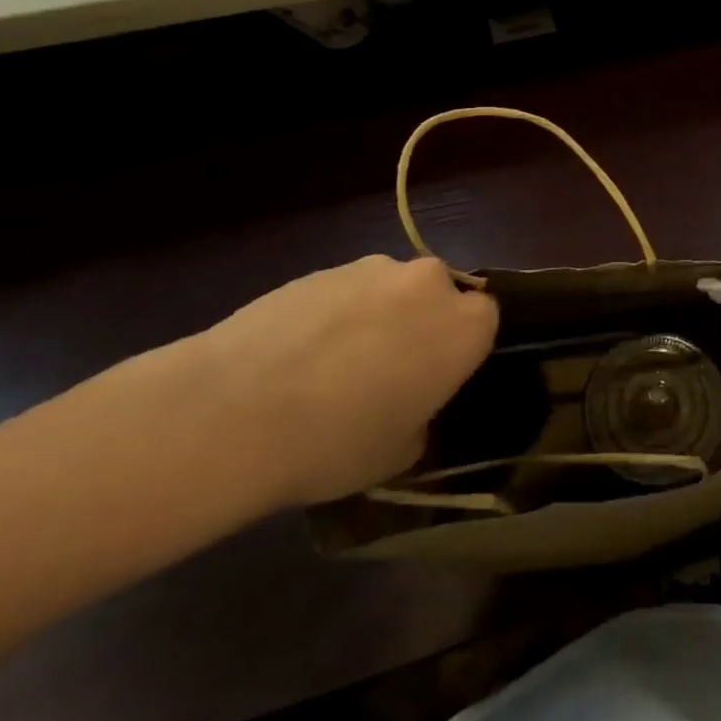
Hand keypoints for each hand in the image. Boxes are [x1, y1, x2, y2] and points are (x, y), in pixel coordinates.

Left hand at [195, 255, 496, 508]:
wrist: (235, 410)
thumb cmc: (337, 440)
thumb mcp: (399, 453)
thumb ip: (421, 418)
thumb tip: (407, 407)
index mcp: (464, 326)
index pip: (485, 322)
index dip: (460, 352)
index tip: (435, 381)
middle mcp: (428, 283)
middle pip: (438, 296)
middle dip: (419, 326)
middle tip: (386, 374)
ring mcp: (372, 268)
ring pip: (390, 291)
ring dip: (376, 318)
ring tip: (329, 368)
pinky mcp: (322, 268)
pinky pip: (345, 291)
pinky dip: (333, 315)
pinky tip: (296, 356)